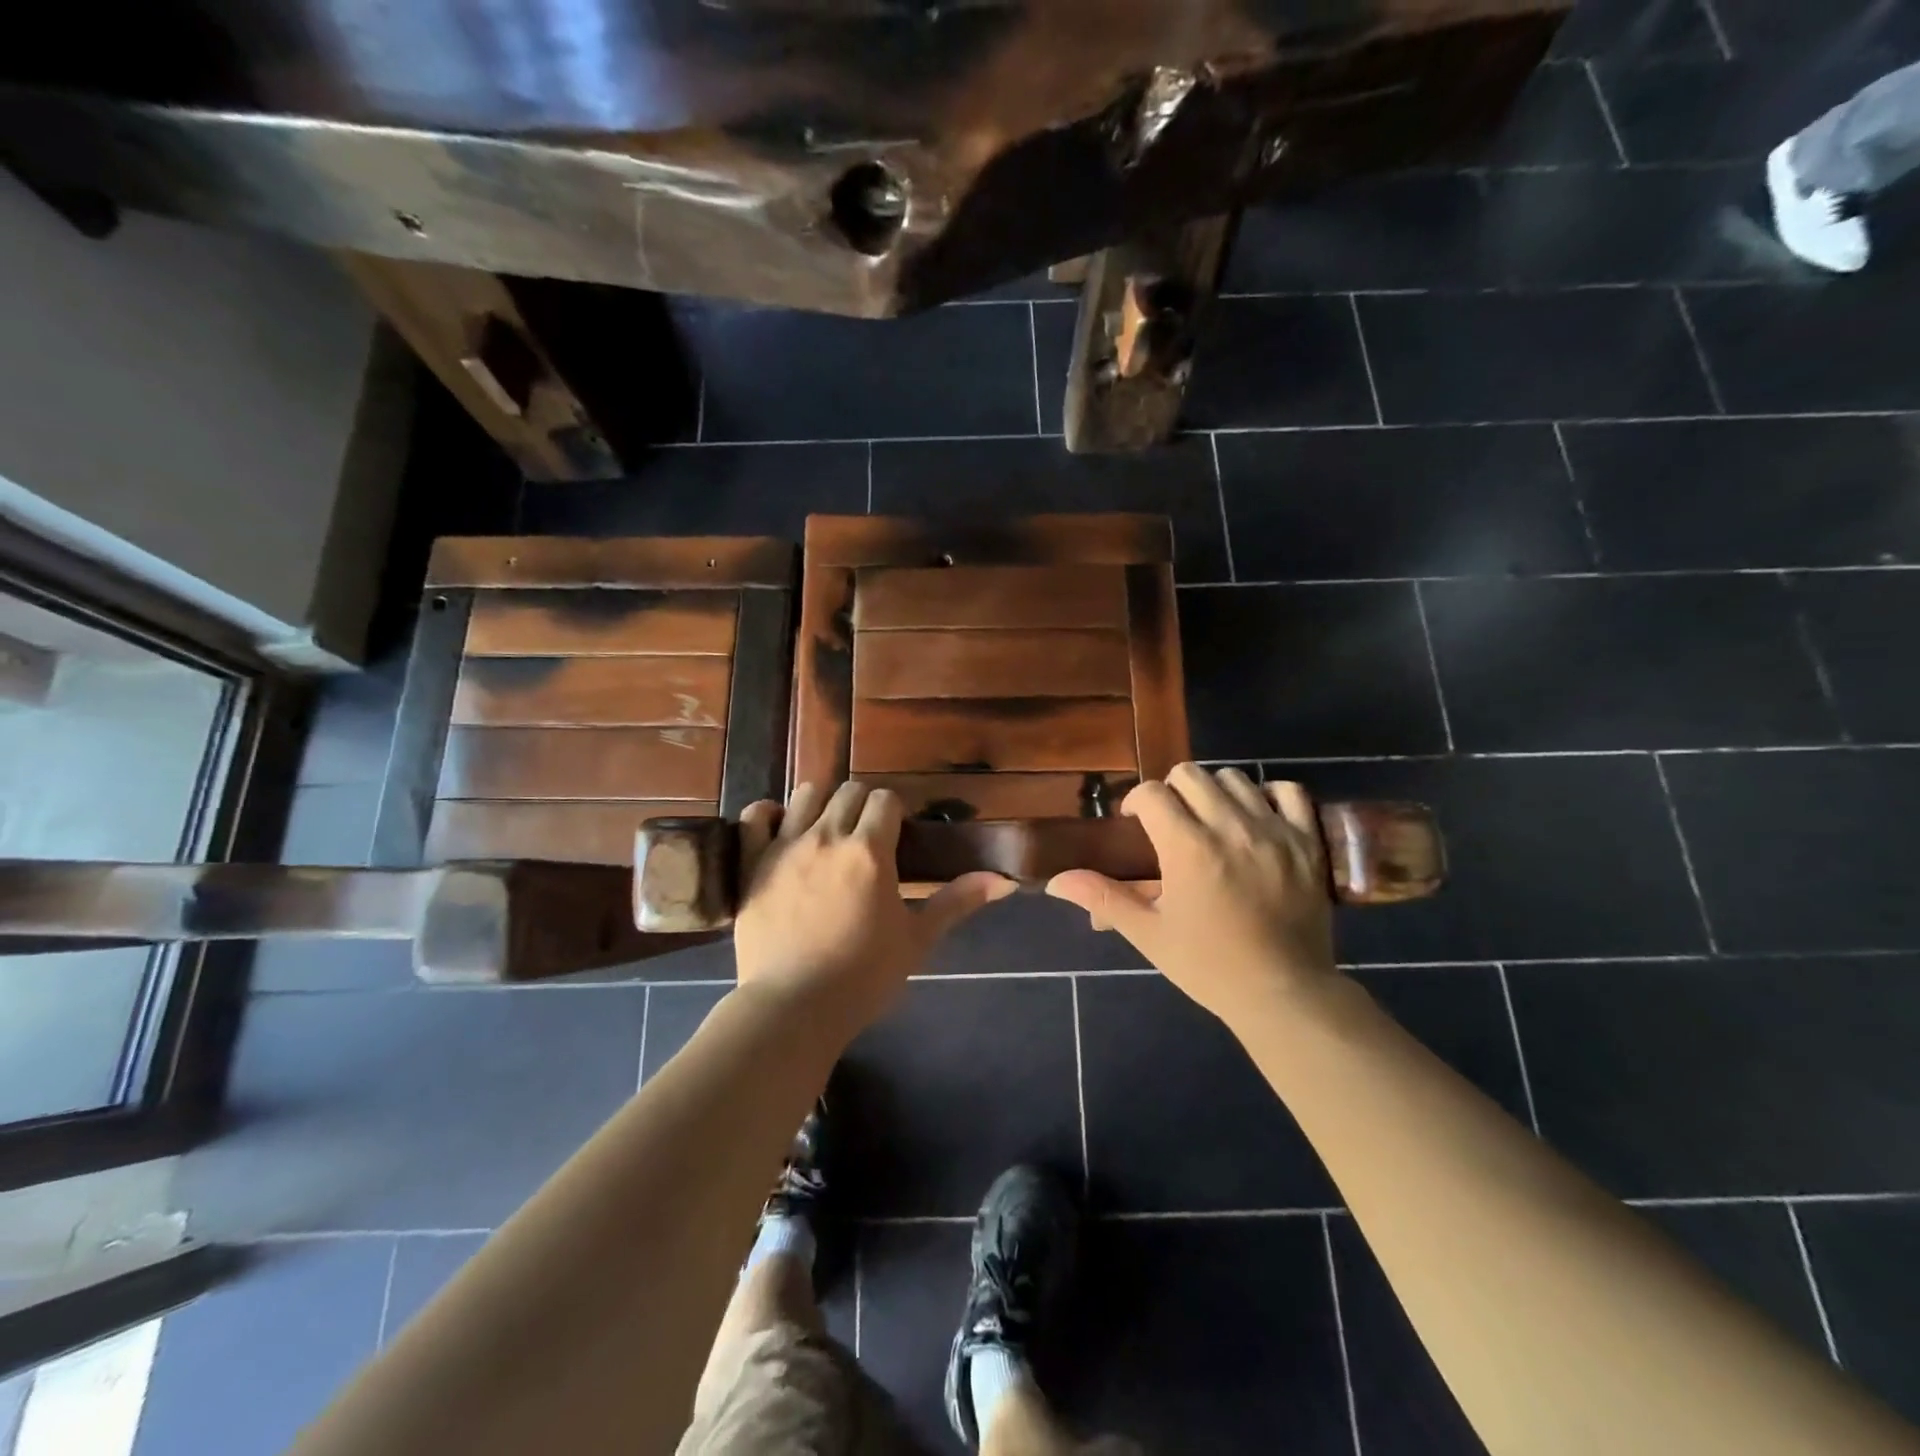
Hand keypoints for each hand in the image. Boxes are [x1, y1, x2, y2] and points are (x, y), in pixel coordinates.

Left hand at [733, 782, 1014, 1032]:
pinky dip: (767, 813)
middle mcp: (828, 836)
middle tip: (866, 836)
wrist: (794, 1009)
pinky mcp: (752, 863)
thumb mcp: (917, 940)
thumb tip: (1004, 880)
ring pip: (805, 794)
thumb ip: (957, 902)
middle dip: (862, 805)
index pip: (885, 799)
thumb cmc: (863, 977)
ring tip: (826, 830)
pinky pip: (754, 816)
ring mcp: (784, 847)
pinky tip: (778, 827)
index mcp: (870, 851)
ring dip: (821, 803)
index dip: (894, 811)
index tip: (896, 833)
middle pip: (848, 791)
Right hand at [1046, 765, 1337, 1026]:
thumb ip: (1102, 897)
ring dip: (1213, 792)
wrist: (1283, 993)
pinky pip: (1288, 791)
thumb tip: (1055, 882)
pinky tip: (1255, 817)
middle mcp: (1231, 828)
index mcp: (1188, 848)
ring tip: (1210, 821)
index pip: (1152, 793)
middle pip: (1190, 775)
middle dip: (1171, 792)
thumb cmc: (1209, 965)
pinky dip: (1267, 795)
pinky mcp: (1307, 841)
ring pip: (1234, 778)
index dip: (1136, 802)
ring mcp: (1274, 831)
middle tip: (1170, 823)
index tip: (1134, 824)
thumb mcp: (1148, 933)